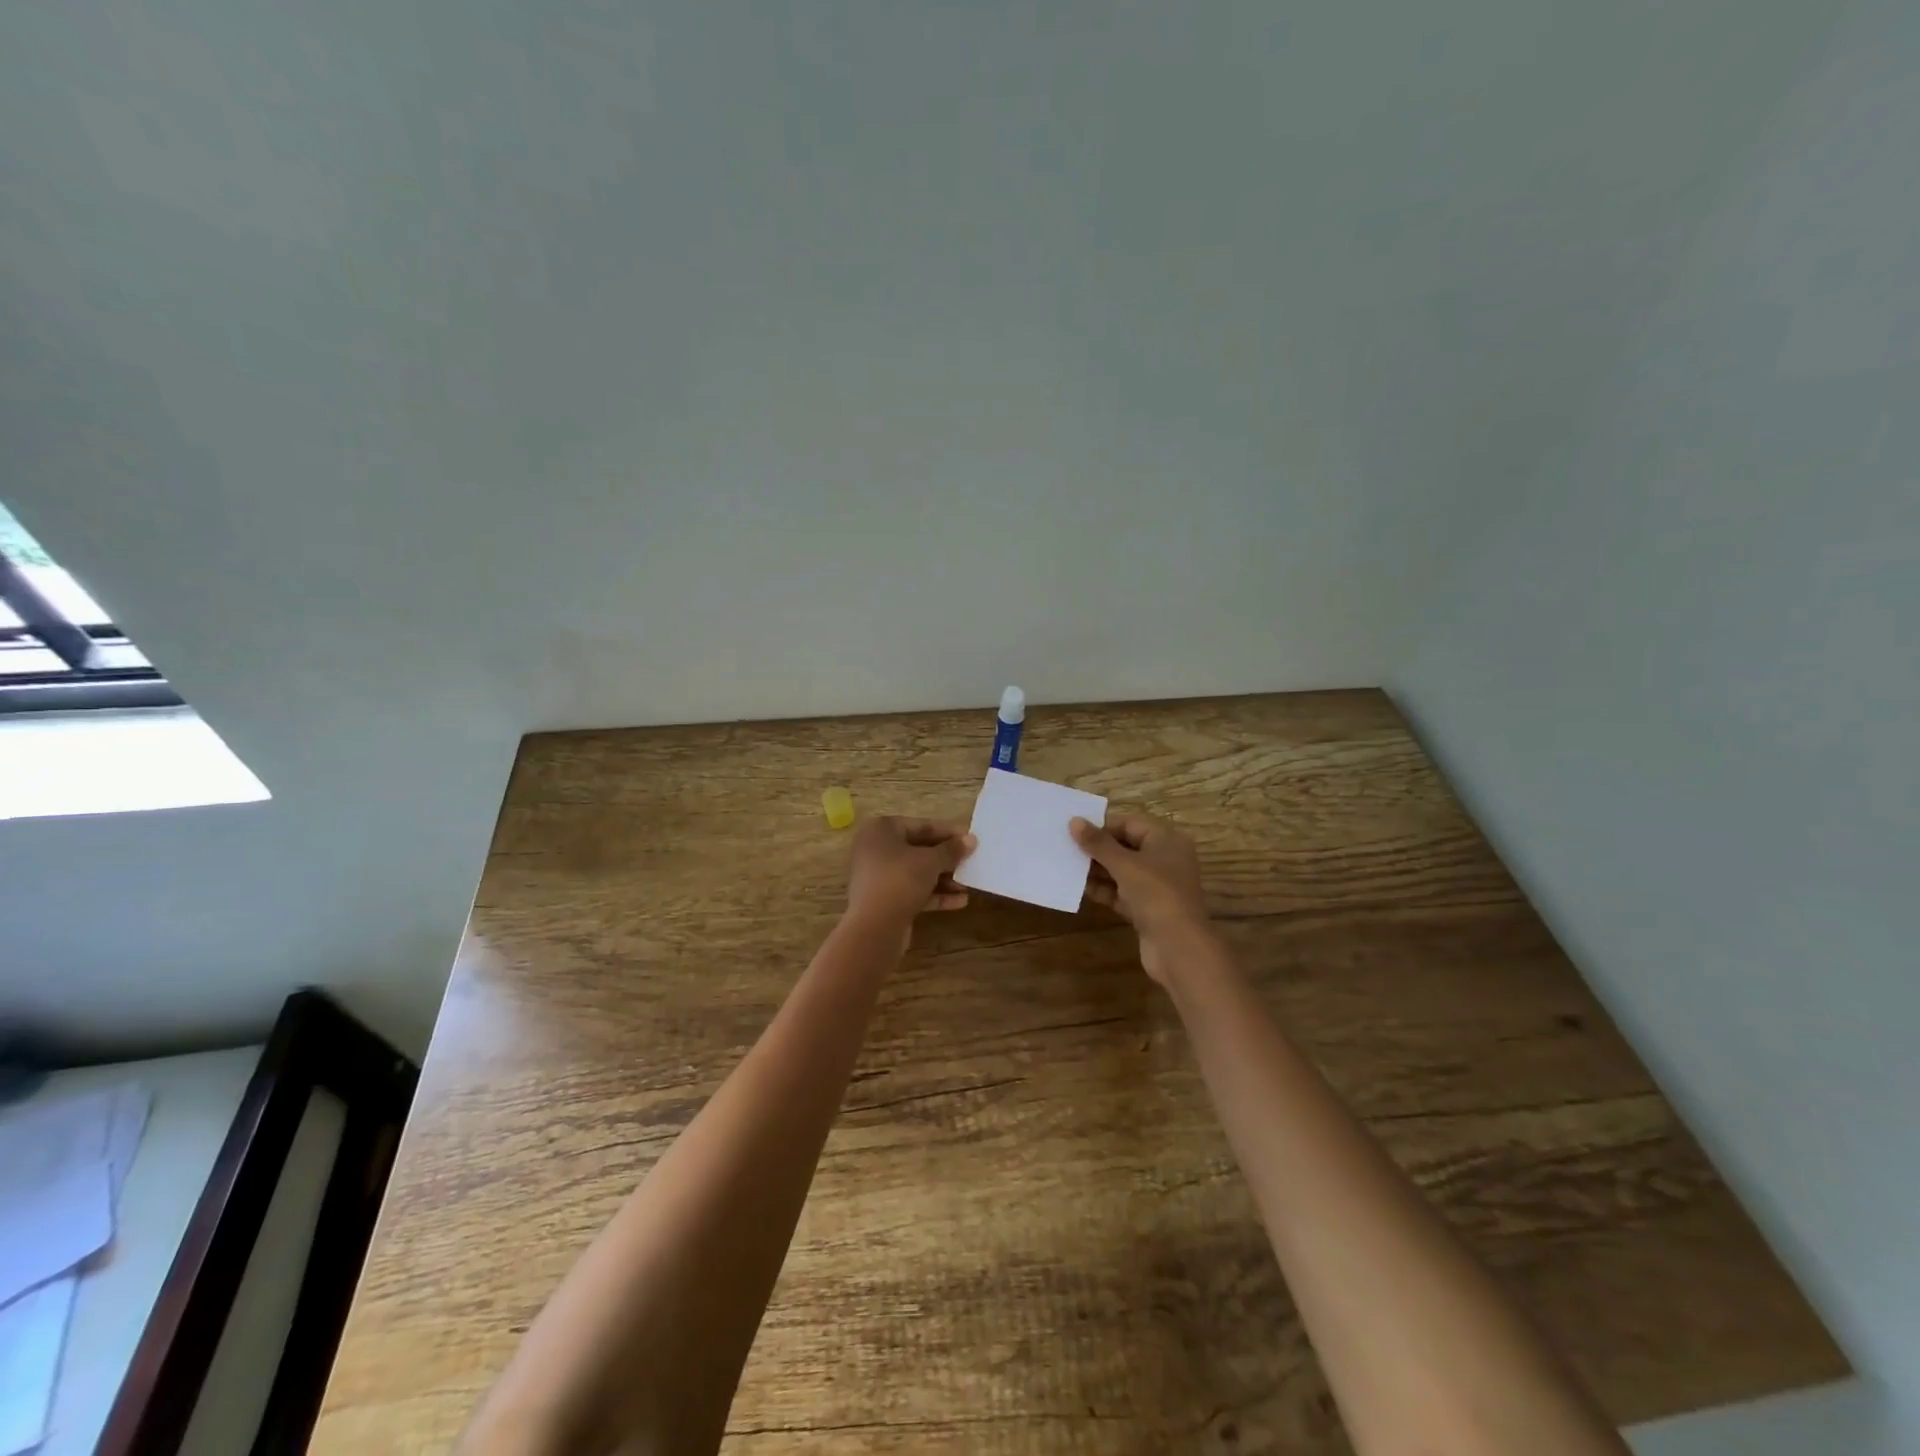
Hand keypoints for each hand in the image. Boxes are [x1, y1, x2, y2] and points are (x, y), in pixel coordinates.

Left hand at [845, 816, 975, 947]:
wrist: (874, 928)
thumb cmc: (900, 880)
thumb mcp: (930, 861)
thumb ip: (952, 850)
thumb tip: (971, 840)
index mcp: (882, 830)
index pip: (921, 826)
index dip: (948, 832)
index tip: (971, 838)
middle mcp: (876, 849)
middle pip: (919, 849)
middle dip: (947, 858)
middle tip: (972, 861)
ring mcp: (879, 876)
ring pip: (916, 872)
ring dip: (943, 878)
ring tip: (968, 884)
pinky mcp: (884, 900)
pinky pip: (912, 891)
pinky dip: (934, 894)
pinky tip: (960, 901)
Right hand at [1071, 812, 1214, 984]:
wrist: (1179, 948)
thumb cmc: (1156, 894)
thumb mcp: (1124, 865)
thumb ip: (1098, 843)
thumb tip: (1074, 821)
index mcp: (1167, 840)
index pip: (1131, 823)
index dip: (1104, 825)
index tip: (1075, 830)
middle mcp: (1165, 859)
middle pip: (1126, 846)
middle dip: (1098, 849)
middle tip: (1067, 847)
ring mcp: (1157, 886)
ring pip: (1123, 871)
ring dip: (1098, 870)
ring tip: (1068, 866)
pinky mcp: (1148, 909)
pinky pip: (1122, 893)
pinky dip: (1105, 890)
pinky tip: (1081, 888)